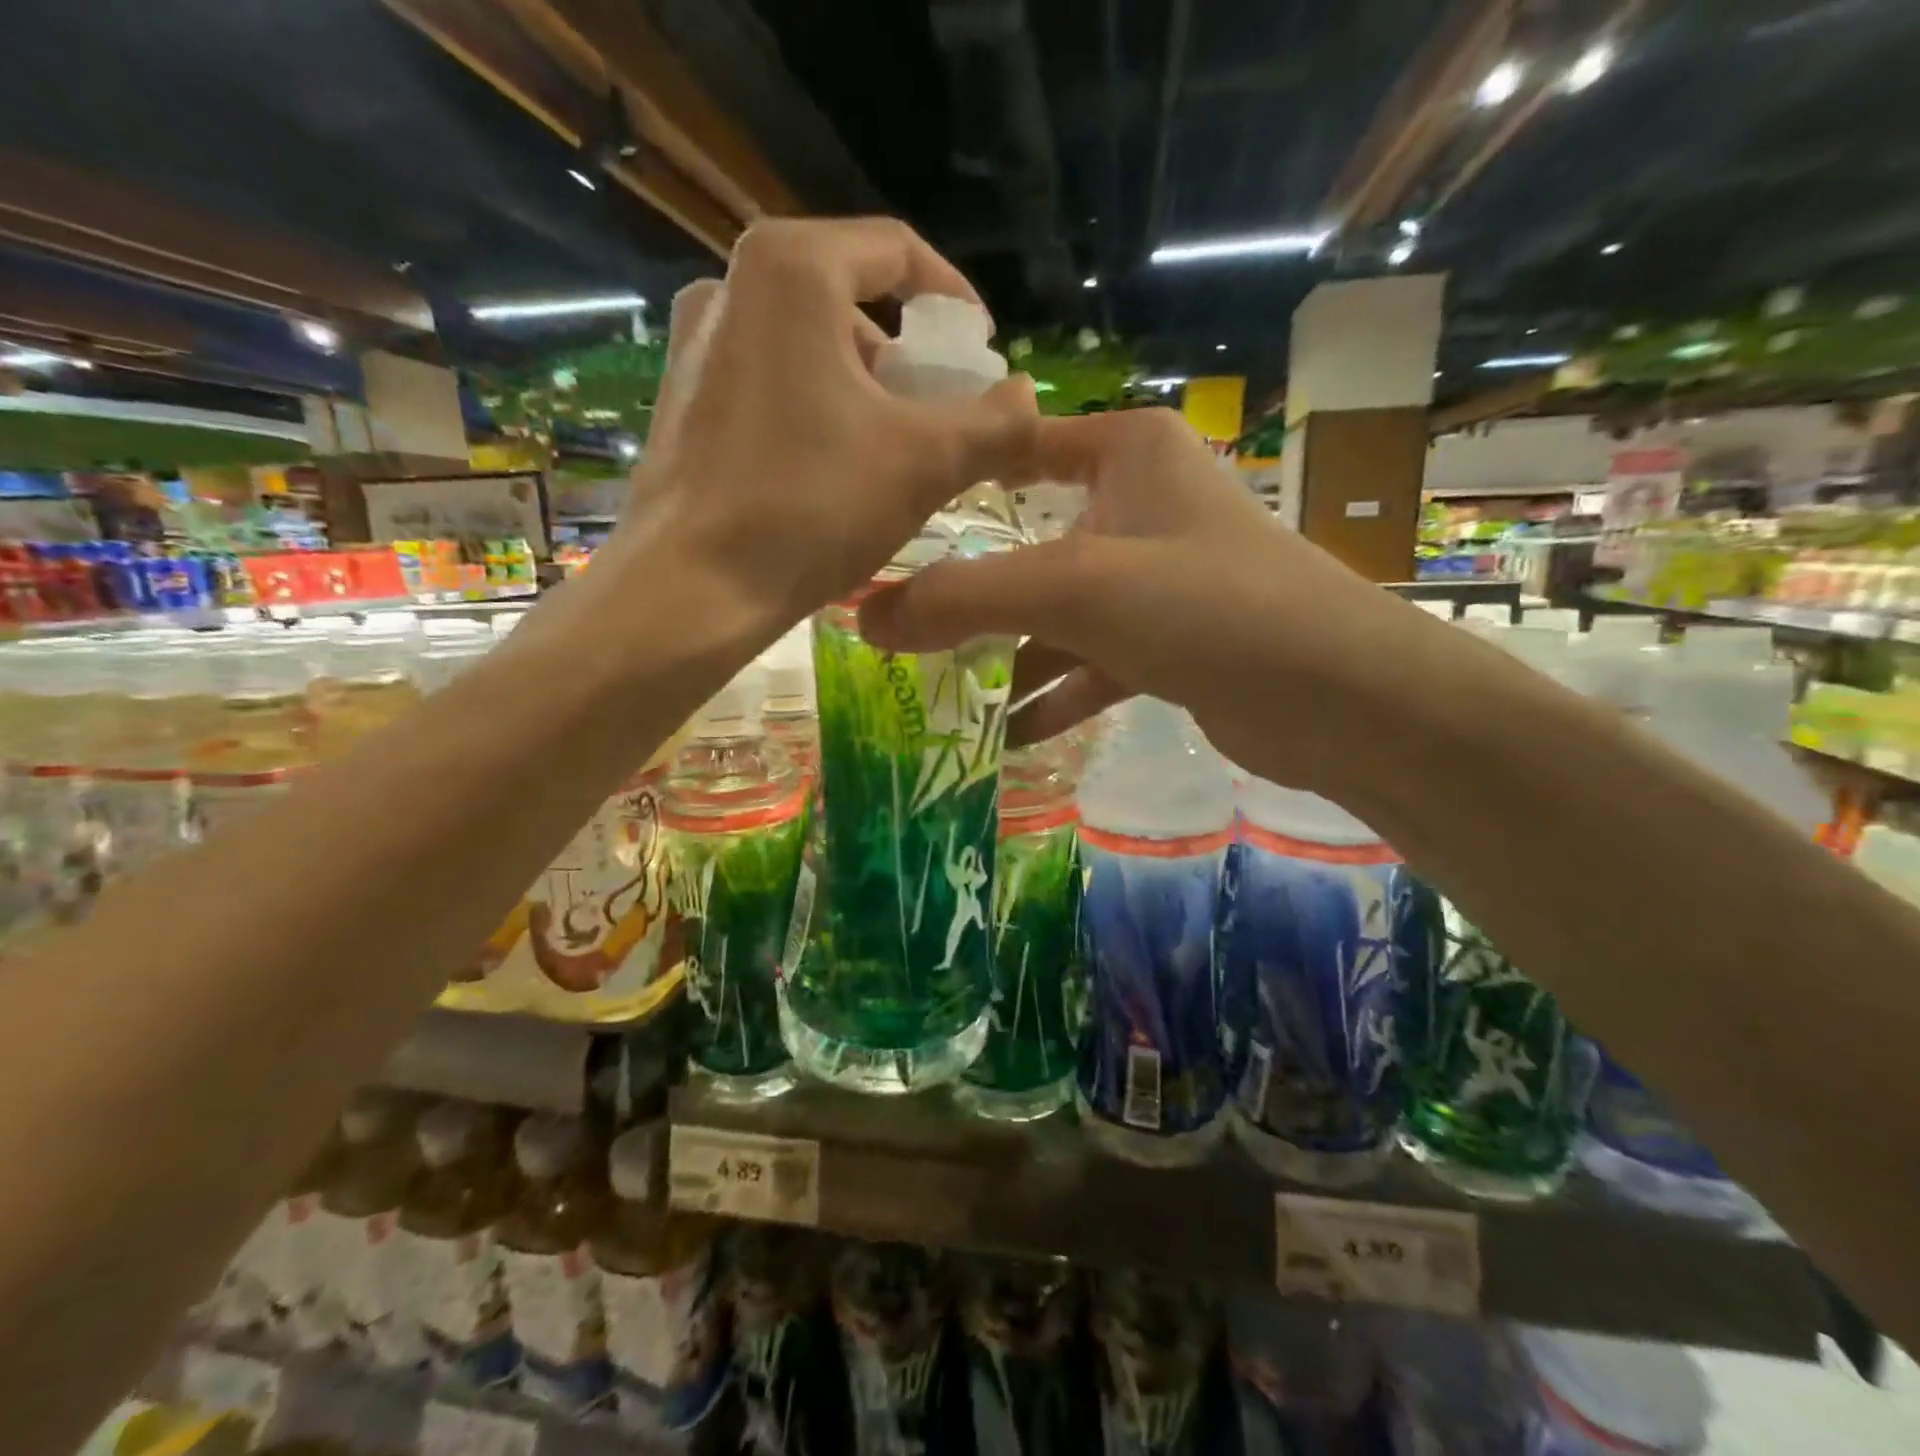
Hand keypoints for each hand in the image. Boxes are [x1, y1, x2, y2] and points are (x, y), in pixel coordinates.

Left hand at [621, 217, 1040, 638]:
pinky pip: (772, 382)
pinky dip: (818, 409)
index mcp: (791, 271)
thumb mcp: (925, 463)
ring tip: (896, 450)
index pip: (897, 252)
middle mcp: (730, 286)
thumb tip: (1029, 398)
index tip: (983, 355)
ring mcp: (697, 344)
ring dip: (865, 388)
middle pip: (851, 299)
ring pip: (810, 345)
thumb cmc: (811, 509)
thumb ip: (996, 423)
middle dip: (908, 356)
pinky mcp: (683, 398)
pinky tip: (837, 469)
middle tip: (943, 413)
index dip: (955, 301)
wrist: (692, 590)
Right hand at [858, 407, 1406, 787]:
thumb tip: (862, 614)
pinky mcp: (1173, 642)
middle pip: (1032, 540)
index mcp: (1127, 454)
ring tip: (941, 691)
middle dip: (972, 590)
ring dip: (1008, 655)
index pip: (1019, 446)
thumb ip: (963, 599)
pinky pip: (1094, 661)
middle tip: (901, 625)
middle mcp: (1142, 504)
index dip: (955, 477)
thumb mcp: (1071, 590)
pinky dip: (1055, 693)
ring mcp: (1159, 578)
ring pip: (1061, 610)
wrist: (1338, 695)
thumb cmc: (1205, 605)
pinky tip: (1008, 733)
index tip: (892, 517)